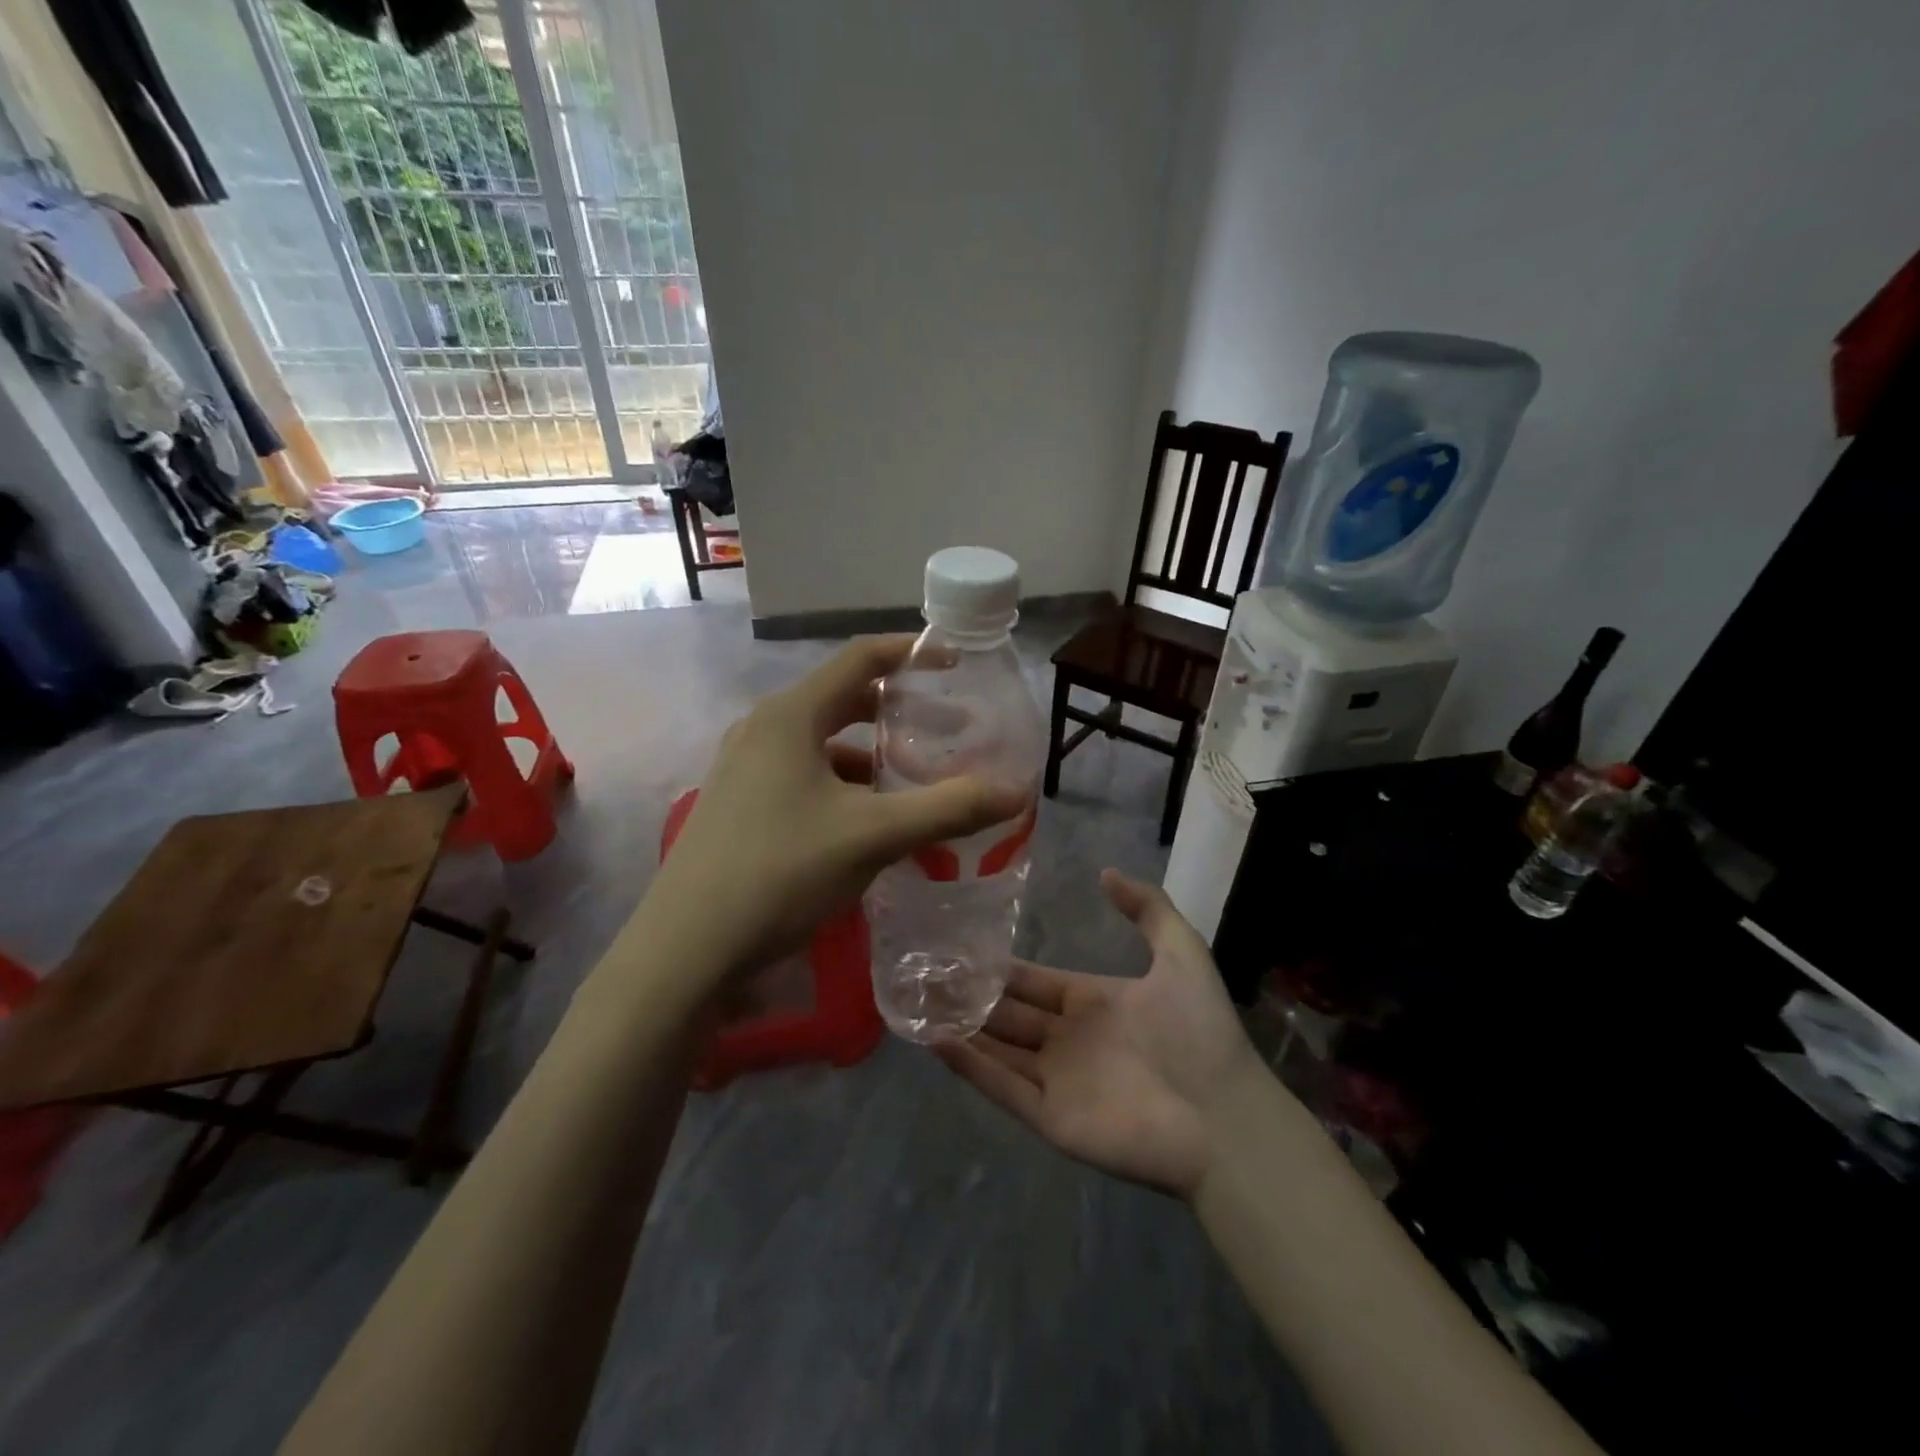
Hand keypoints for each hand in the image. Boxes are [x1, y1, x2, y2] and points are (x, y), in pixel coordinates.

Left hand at [641, 636, 1027, 982]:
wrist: (688, 948)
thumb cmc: (781, 871)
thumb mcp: (874, 836)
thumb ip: (948, 808)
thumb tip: (1016, 792)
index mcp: (790, 716)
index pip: (859, 659)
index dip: (910, 653)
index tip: (954, 662)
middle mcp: (763, 730)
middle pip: (842, 700)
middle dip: (897, 713)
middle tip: (946, 731)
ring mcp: (744, 768)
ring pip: (823, 745)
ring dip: (870, 757)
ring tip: (913, 786)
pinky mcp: (739, 804)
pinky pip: (803, 776)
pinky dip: (842, 786)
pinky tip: (867, 824)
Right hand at [936, 870, 1267, 1197]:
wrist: (1226, 1117)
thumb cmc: (1200, 1032)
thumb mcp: (1181, 952)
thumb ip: (1148, 908)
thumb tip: (1105, 872)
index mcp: (1091, 1002)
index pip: (1032, 981)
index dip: (998, 967)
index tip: (959, 945)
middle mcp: (1066, 1039)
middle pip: (1006, 1014)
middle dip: (968, 995)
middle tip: (922, 972)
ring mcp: (1056, 1080)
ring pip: (996, 1048)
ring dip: (959, 1026)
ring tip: (916, 1001)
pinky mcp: (1050, 1118)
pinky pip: (1002, 1087)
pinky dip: (969, 1066)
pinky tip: (935, 1040)